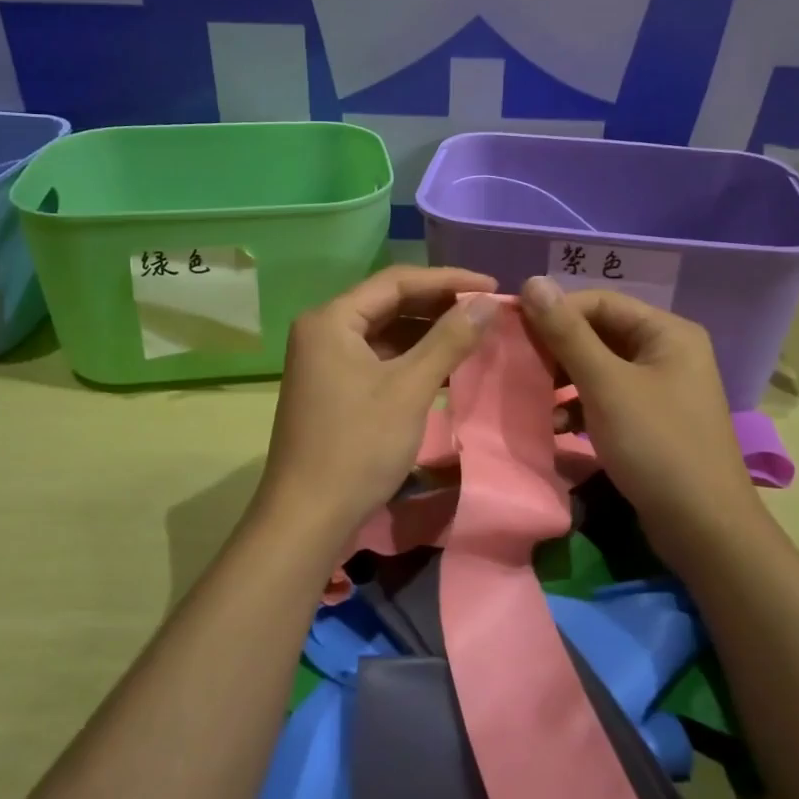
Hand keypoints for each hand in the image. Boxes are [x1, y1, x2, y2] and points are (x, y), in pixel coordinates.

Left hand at [255, 265, 497, 544]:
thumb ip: (449, 340)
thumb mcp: (409, 388)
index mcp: (332, 319)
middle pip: (389, 303)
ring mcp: (325, 361)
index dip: (448, 280)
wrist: (307, 517)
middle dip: (439, 305)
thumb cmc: (357, 446)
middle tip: (487, 309)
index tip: (492, 286)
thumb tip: (489, 301)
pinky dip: (412, 358)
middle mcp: (323, 330)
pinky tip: (447, 365)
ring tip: (475, 333)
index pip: (396, 281)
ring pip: (385, 332)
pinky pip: (379, 358)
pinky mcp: (334, 388)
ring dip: (428, 332)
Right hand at [521, 276, 756, 558]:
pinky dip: (580, 408)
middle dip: (557, 350)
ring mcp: (661, 389)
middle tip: (518, 365)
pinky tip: (556, 426)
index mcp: (667, 333)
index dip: (555, 311)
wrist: (704, 530)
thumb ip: (567, 333)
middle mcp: (668, 352)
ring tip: (532, 398)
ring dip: (564, 382)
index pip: (600, 303)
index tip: (512, 328)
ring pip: (600, 369)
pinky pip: (608, 399)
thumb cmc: (656, 445)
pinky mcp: (652, 422)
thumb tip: (531, 281)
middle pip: (600, 335)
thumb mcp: (606, 385)